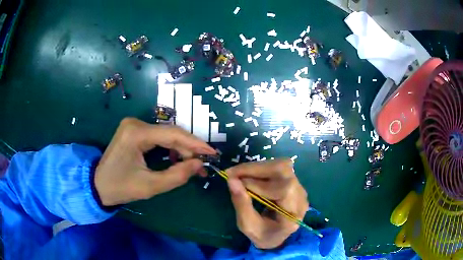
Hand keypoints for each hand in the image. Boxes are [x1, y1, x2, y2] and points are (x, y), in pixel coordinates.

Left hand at [95, 118, 215, 205]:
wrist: (98, 185)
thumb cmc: (121, 187)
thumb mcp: (150, 186)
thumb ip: (177, 175)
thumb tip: (199, 164)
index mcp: (136, 133)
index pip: (172, 134)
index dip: (195, 143)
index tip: (213, 153)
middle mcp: (135, 123)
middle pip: (170, 133)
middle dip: (189, 148)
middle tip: (203, 164)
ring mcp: (134, 126)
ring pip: (165, 135)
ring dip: (180, 149)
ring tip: (193, 164)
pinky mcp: (134, 131)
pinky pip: (158, 137)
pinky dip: (170, 148)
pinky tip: (177, 159)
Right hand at [226, 159, 308, 248]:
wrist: (276, 236)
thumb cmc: (262, 235)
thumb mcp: (248, 226)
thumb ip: (242, 204)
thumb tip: (231, 180)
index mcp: (294, 214)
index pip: (283, 189)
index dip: (259, 183)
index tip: (234, 181)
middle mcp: (301, 197)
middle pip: (284, 171)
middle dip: (256, 169)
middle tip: (233, 173)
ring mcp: (300, 188)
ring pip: (281, 166)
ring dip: (257, 168)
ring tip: (239, 174)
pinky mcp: (294, 182)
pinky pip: (278, 168)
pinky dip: (261, 169)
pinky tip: (249, 176)